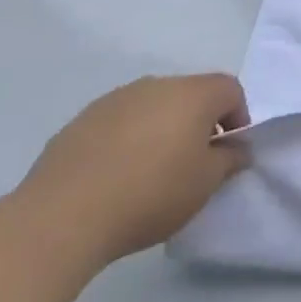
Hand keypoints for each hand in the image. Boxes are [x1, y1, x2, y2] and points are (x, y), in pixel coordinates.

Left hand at [17, 74, 251, 266]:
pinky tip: (115, 176)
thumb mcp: (205, 184)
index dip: (238, 117)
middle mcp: (156, 84)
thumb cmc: (150, 194)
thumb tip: (237, 148)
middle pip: (190, 94)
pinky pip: (119, 122)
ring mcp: (115, 99)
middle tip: (192, 163)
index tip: (228, 152)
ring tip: (150, 171)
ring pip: (152, 106)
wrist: (62, 216)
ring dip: (161, 128)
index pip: (230, 89)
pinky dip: (126, 139)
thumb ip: (229, 160)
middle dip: (198, 122)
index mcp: (193, 94)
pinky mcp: (81, 120)